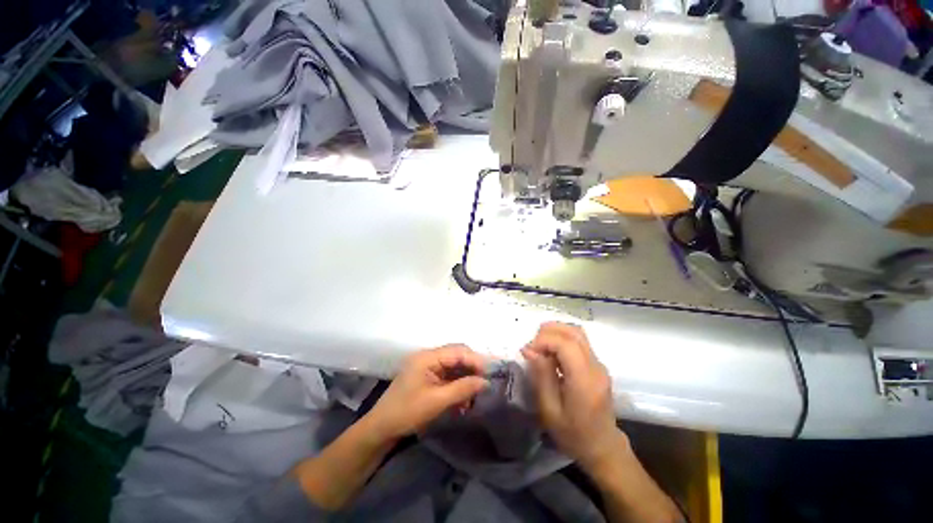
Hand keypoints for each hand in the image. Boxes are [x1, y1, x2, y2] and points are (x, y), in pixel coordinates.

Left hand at [366, 344, 488, 439]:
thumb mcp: (437, 401)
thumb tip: (486, 382)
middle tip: (484, 384)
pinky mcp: (428, 376)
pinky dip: (458, 385)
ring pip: (454, 366)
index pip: (458, 351)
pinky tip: (463, 400)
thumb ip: (462, 388)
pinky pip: (448, 376)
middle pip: (457, 355)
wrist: (382, 428)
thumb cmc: (407, 412)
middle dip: (472, 369)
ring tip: (474, 396)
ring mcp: (428, 366)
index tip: (490, 374)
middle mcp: (429, 357)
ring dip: (466, 379)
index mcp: (428, 357)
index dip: (475, 360)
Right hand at [522, 322, 626, 470]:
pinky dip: (561, 339)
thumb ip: (541, 376)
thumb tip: (529, 349)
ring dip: (555, 332)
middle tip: (533, 346)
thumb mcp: (549, 410)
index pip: (565, 344)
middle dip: (548, 332)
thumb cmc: (573, 434)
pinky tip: (551, 352)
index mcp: (584, 380)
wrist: (602, 447)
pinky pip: (579, 341)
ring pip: (577, 333)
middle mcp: (596, 367)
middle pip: (573, 332)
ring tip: (540, 346)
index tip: (528, 351)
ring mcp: (599, 364)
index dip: (544, 340)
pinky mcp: (597, 365)